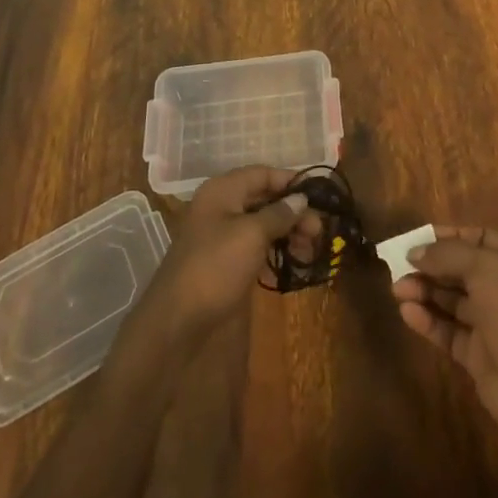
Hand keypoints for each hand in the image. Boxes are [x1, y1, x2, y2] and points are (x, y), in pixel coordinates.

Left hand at [141, 166, 320, 342]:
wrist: (178, 324)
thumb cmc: (215, 267)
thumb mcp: (251, 234)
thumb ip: (279, 213)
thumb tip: (301, 199)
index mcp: (223, 191)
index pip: (262, 174)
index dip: (290, 182)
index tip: (319, 197)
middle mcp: (222, 208)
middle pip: (265, 199)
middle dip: (293, 211)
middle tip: (319, 232)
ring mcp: (224, 237)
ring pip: (264, 224)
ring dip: (289, 233)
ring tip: (311, 251)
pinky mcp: (228, 264)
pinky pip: (258, 247)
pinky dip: (277, 251)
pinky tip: (295, 262)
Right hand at [391, 225, 497, 446]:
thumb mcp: (486, 268)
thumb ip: (449, 255)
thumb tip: (415, 251)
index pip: (480, 240)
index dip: (450, 237)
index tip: (419, 238)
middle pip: (462, 271)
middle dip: (432, 266)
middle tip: (399, 264)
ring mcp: (493, 325)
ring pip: (453, 302)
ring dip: (425, 292)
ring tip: (397, 288)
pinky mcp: (478, 357)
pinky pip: (449, 332)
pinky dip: (428, 321)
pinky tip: (407, 312)